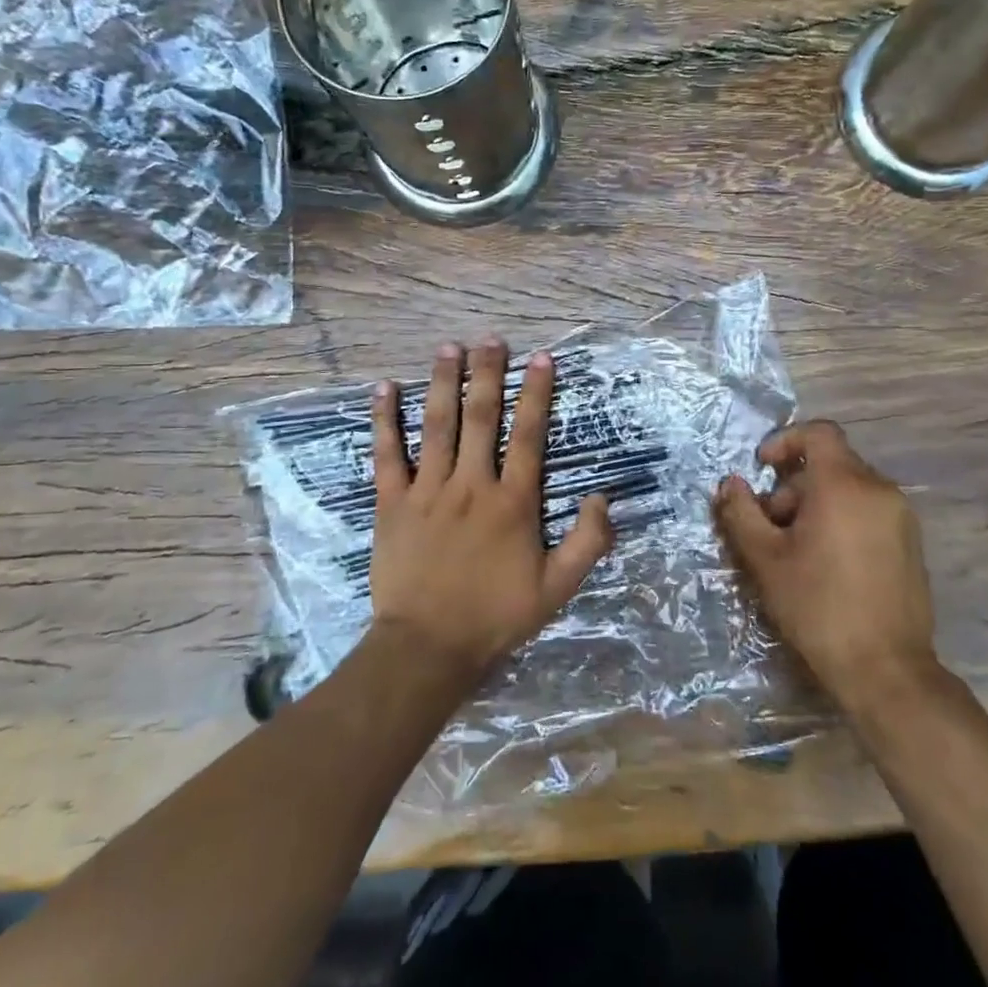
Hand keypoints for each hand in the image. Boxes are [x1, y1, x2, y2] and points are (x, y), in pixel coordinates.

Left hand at [368, 339, 614, 688]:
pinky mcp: (392, 503)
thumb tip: (603, 497)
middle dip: (487, 374)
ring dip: (443, 383)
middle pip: (481, 417)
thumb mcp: (557, 589)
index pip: (529, 435)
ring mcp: (428, 490)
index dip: (537, 394)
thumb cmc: (495, 616)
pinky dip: (385, 420)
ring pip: (437, 425)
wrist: (428, 647)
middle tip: (491, 339)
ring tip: (449, 348)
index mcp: (513, 502)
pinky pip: (388, 454)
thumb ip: (588, 542)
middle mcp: (472, 484)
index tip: (542, 358)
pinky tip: (384, 388)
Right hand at [713, 421, 939, 710]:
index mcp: (844, 484)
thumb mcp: (765, 558)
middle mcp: (879, 489)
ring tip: (795, 550)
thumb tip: (730, 483)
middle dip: (793, 486)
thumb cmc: (818, 606)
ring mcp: (901, 516)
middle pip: (830, 464)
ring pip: (849, 489)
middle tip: (770, 526)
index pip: (819, 432)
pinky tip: (826, 563)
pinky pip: (868, 510)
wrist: (886, 669)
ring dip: (815, 504)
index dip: (785, 440)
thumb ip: (741, 512)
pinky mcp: (911, 543)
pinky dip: (841, 519)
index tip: (761, 468)